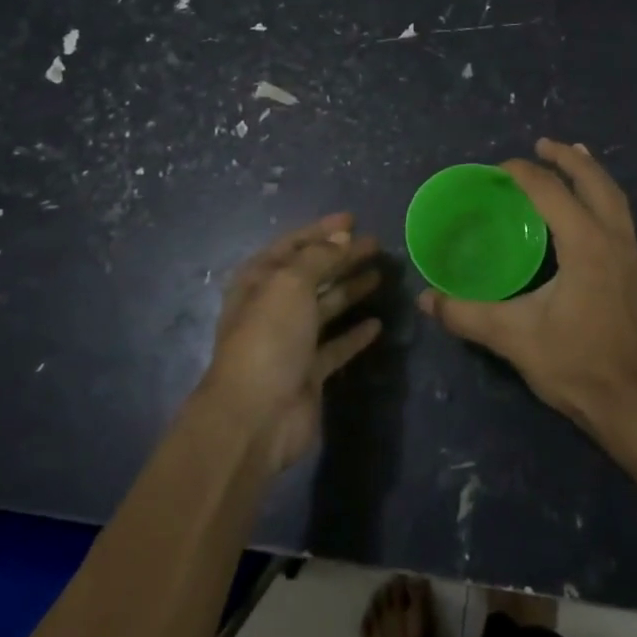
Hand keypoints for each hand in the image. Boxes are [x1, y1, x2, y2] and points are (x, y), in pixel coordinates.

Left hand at [200, 214, 383, 473]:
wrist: (255, 416)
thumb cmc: (268, 337)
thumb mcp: (290, 283)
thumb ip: (319, 257)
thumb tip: (343, 237)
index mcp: (259, 280)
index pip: (293, 245)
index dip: (322, 230)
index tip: (353, 219)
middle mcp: (273, 307)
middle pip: (313, 274)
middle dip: (342, 257)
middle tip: (376, 245)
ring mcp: (291, 341)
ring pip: (326, 307)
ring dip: (350, 290)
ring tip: (381, 275)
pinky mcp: (309, 372)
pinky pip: (336, 346)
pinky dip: (355, 334)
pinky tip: (377, 324)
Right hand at [419, 139, 636, 435]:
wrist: (636, 407)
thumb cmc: (575, 365)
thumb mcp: (513, 338)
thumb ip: (466, 315)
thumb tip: (426, 299)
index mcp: (587, 245)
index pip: (552, 192)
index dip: (525, 173)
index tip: (499, 169)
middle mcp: (617, 242)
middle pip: (597, 183)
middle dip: (570, 159)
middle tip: (544, 144)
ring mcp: (636, 261)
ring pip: (618, 202)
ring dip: (593, 177)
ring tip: (575, 160)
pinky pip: (623, 225)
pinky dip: (604, 206)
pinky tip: (590, 222)